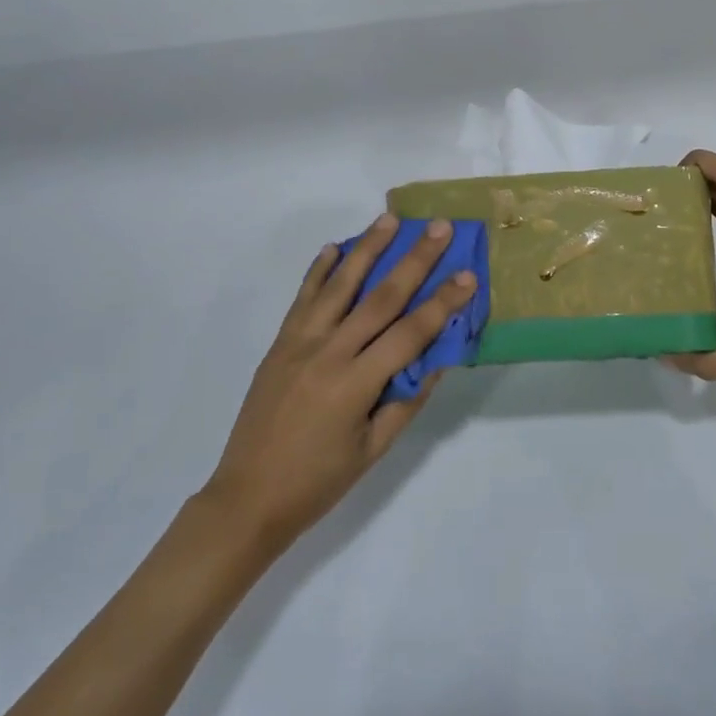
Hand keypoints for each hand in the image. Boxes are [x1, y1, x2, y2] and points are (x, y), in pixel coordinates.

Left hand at [203, 215, 475, 554]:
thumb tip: (436, 360)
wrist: (247, 497)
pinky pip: (303, 298)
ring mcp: (299, 343)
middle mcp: (328, 353)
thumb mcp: (373, 450)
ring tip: (389, 219)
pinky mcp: (280, 343)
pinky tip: (334, 248)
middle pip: (380, 297)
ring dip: (367, 249)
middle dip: (414, 260)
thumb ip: (406, 401)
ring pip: (339, 285)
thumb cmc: (318, 481)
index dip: (442, 304)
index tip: (467, 275)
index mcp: (355, 384)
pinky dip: (319, 270)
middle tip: (439, 228)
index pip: (409, 334)